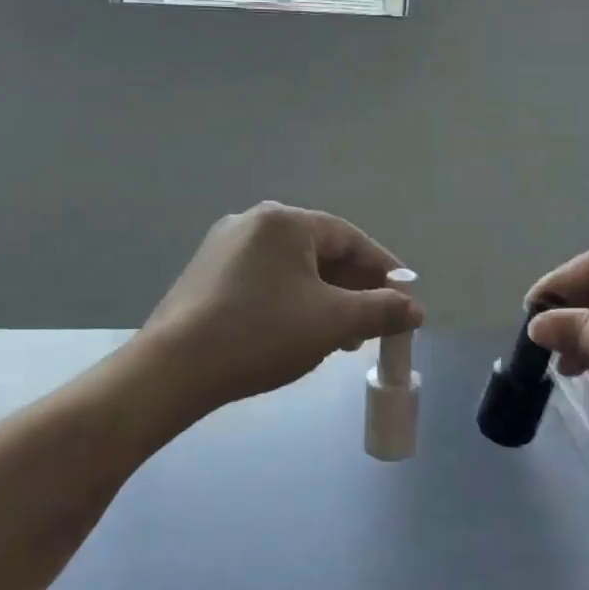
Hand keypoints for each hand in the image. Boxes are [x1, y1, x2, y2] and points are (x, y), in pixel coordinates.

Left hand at [143, 203, 423, 414]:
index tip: (405, 298)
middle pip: (320, 251)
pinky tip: (298, 333)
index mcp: (284, 221)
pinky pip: (265, 281)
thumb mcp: (333, 323)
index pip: (350, 238)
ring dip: (324, 299)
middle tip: (374, 323)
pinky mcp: (206, 275)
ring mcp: (223, 247)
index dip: (384, 269)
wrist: (173, 368)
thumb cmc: (261, 334)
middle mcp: (252, 222)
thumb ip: (382, 311)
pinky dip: (292, 302)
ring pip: (292, 269)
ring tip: (342, 337)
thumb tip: (415, 309)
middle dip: (353, 288)